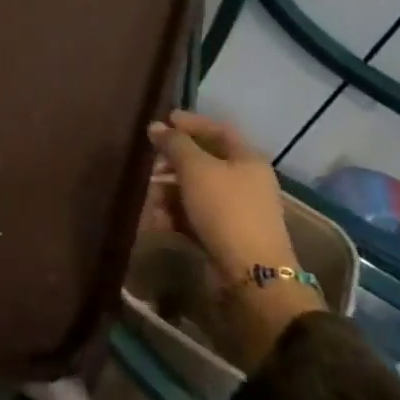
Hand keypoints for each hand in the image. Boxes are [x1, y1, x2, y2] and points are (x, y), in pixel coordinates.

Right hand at [145, 111, 322, 370]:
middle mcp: (245, 182)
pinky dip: (174, 216)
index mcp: (247, 159)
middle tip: (148, 164)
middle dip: (172, 162)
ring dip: (167, 192)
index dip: (190, 123)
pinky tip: (154, 222)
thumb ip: (174, 144)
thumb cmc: (226, 210)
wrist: (253, 277)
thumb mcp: (196, 169)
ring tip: (146, 198)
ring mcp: (236, 211)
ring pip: (195, 191)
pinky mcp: (225, 237)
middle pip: (203, 162)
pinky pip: (195, 217)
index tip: (162, 121)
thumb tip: (156, 127)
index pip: (217, 130)